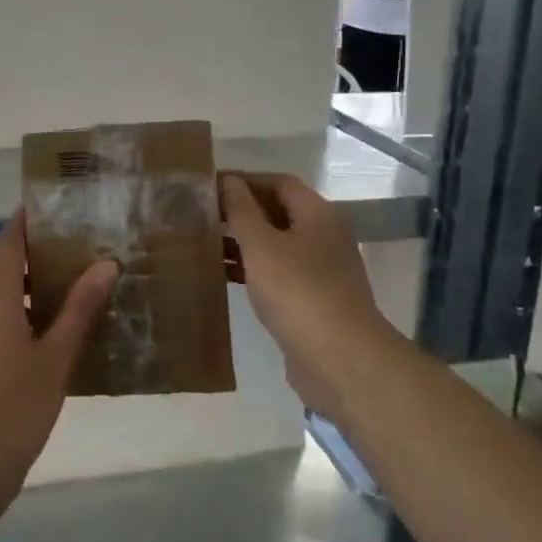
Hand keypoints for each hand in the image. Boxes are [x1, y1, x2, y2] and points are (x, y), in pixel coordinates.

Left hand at [0, 210, 117, 496]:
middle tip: (77, 253)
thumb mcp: (55, 356)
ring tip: (68, 292)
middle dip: (35, 255)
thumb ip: (79, 308)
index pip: (10, 238)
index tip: (58, 206)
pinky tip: (48, 333)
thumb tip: (104, 263)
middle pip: (2, 263)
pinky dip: (15, 311)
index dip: (29, 219)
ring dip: (24, 286)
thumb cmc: (12, 405)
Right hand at [221, 173, 386, 410]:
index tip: (208, 185)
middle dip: (239, 211)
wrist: (342, 361)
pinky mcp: (311, 300)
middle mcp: (323, 237)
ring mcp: (319, 270)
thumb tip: (229, 180)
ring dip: (241, 241)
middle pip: (277, 212)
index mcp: (318, 215)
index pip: (278, 183)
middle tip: (199, 213)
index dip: (244, 180)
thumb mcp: (262, 246)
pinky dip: (250, 269)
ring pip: (274, 245)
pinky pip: (276, 273)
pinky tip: (221, 275)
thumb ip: (242, 210)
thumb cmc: (299, 293)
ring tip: (201, 241)